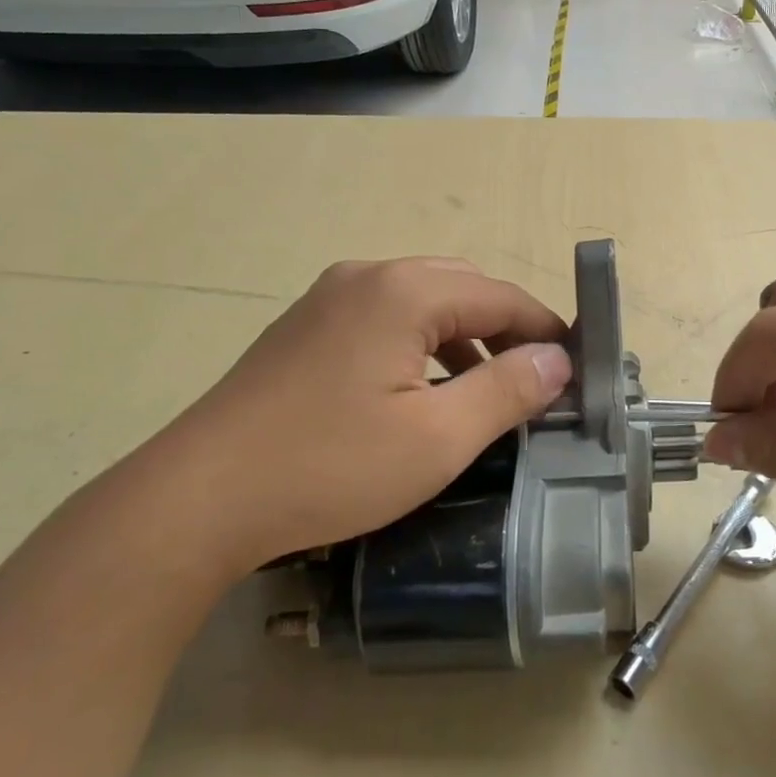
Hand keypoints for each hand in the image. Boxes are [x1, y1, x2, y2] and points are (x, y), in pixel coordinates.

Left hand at [116, 258, 571, 584]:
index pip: (502, 296)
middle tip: (537, 381)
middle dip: (508, 330)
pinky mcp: (305, 328)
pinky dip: (423, 345)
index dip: (546, 331)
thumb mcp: (438, 438)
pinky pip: (386, 318)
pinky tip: (425, 391)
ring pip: (423, 302)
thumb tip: (558, 360)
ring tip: (489, 389)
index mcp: (404, 291)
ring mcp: (328, 299)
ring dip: (466, 337)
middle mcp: (367, 277)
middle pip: (463, 289)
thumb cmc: (329, 468)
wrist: (199, 499)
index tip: (576, 372)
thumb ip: (508, 391)